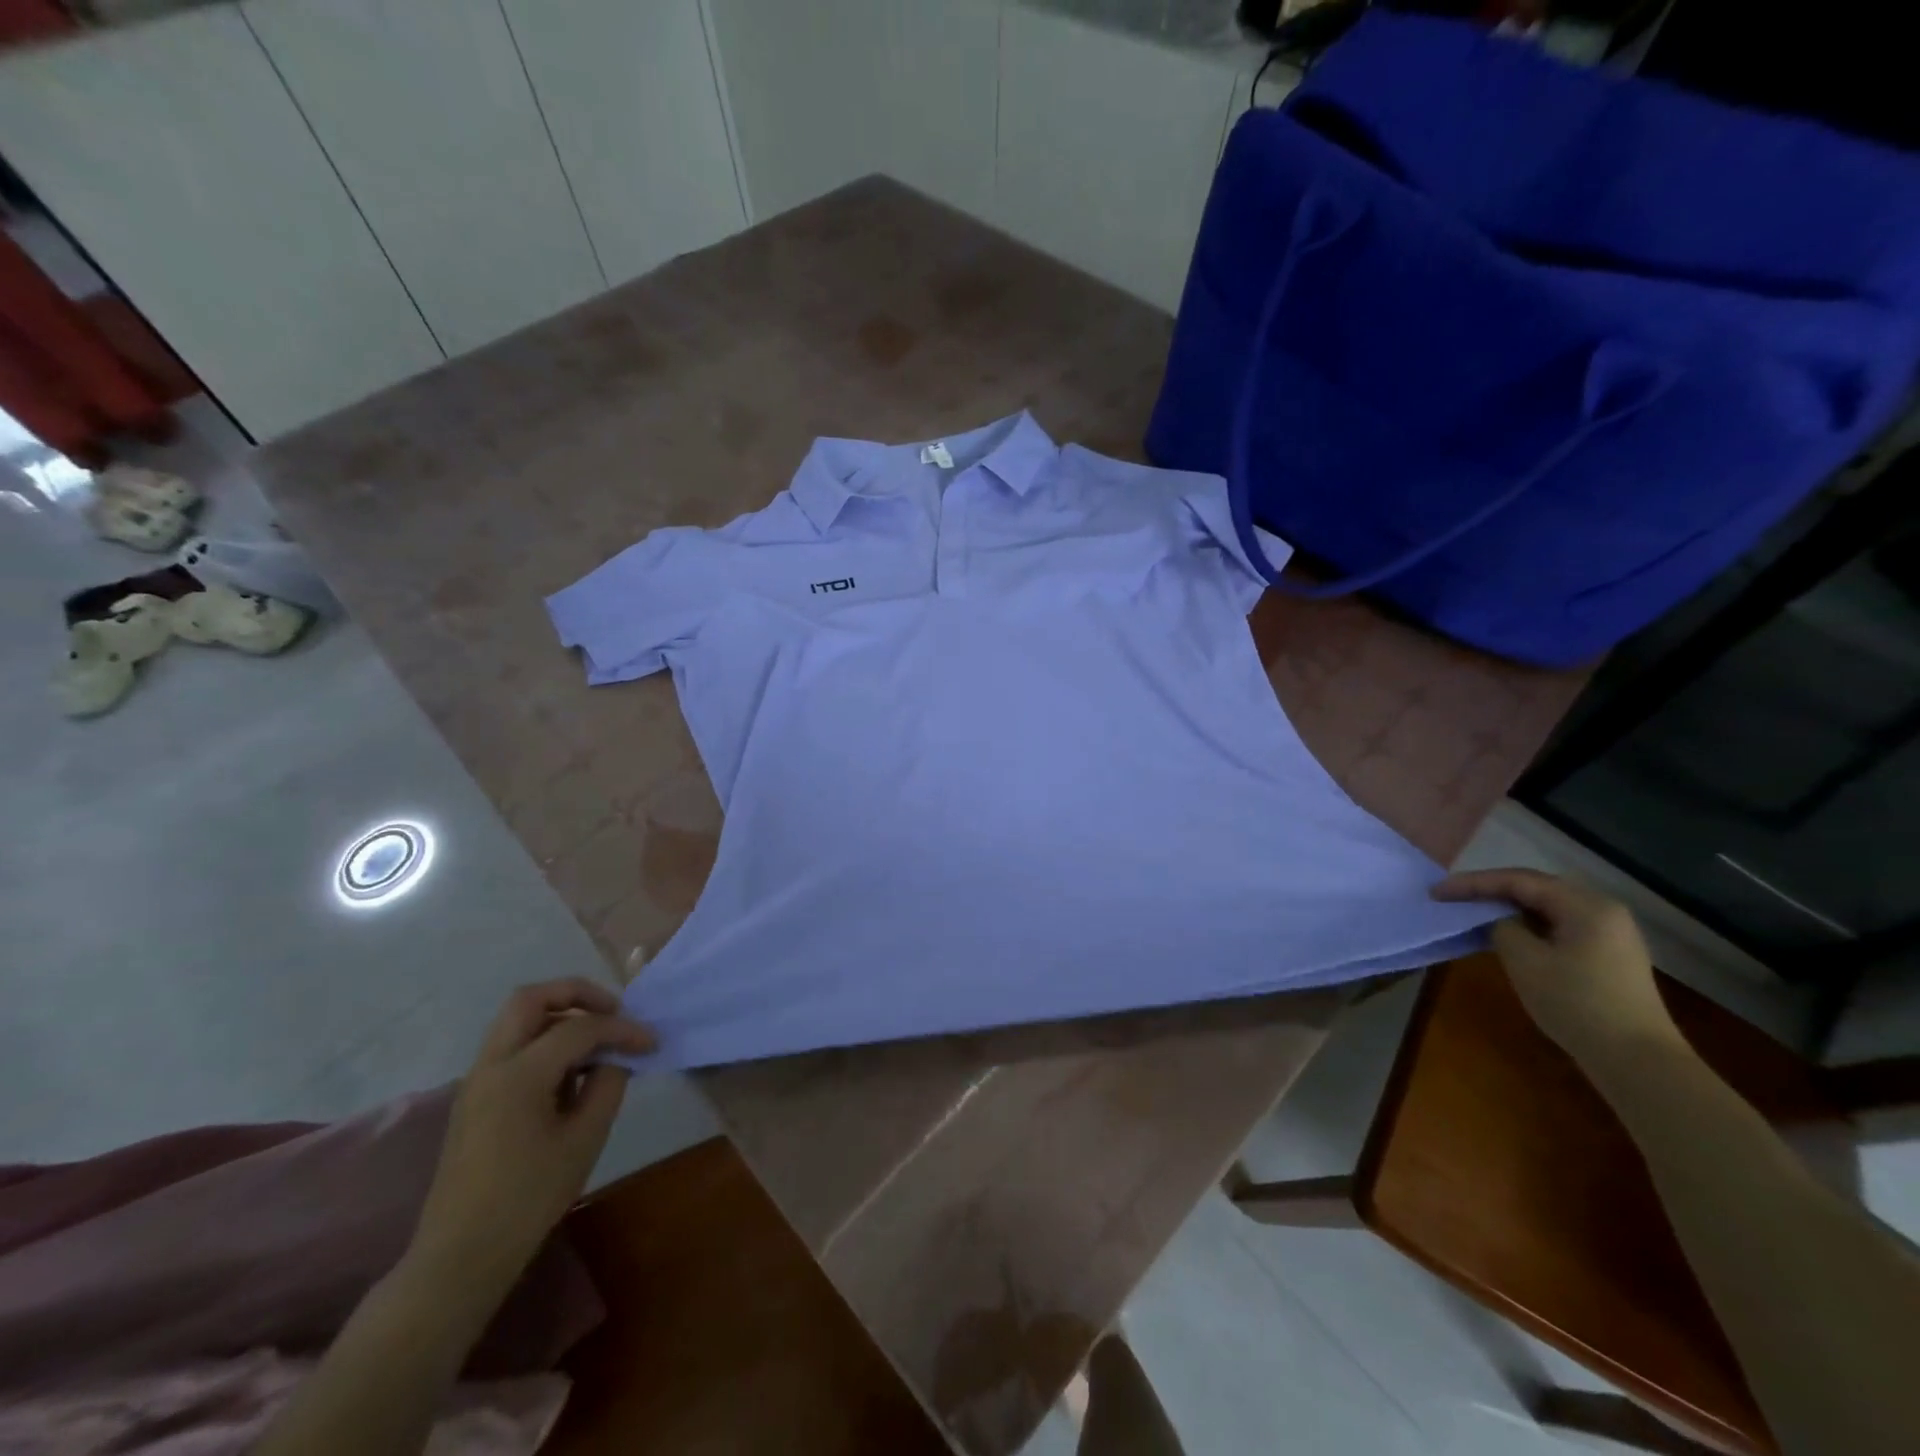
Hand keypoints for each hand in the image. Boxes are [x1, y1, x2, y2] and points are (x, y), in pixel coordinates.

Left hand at [410, 979, 654, 1291]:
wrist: (460, 1256)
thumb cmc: (528, 1198)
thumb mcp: (584, 1140)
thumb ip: (607, 1086)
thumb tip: (615, 1059)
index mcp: (519, 1074)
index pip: (579, 1028)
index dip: (621, 1028)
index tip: (651, 1042)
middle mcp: (492, 1065)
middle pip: (532, 998)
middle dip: (578, 994)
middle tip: (613, 1012)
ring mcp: (477, 1080)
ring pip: (518, 1019)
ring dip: (559, 1015)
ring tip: (596, 1042)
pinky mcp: (475, 1098)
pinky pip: (512, 1046)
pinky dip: (544, 1040)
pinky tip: (570, 1072)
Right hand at [1432, 868, 1682, 1067]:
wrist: (1638, 1060)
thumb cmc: (1577, 1003)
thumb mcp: (1525, 961)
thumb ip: (1502, 927)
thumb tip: (1497, 919)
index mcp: (1585, 905)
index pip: (1518, 881)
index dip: (1473, 883)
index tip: (1437, 891)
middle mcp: (1602, 910)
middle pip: (1536, 888)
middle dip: (1491, 890)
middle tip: (1453, 896)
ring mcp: (1610, 933)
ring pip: (1548, 907)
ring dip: (1509, 907)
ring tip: (1473, 912)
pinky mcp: (1608, 954)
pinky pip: (1559, 925)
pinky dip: (1528, 924)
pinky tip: (1507, 934)